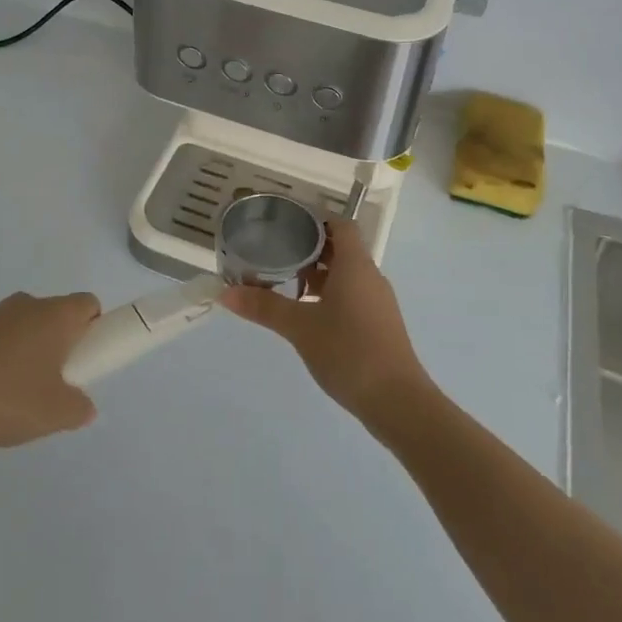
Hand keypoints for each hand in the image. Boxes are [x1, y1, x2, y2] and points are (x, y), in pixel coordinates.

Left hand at [0, 292, 100, 447]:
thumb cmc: (6, 398)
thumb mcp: (54, 415)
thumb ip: (79, 409)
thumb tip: (84, 406)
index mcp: (55, 316)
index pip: (88, 305)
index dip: (94, 328)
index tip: (84, 359)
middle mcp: (26, 304)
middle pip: (55, 316)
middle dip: (59, 345)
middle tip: (53, 383)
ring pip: (22, 328)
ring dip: (25, 352)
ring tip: (13, 395)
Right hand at [217, 219, 432, 426]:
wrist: (398, 402)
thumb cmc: (349, 351)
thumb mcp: (300, 328)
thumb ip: (264, 307)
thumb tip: (224, 293)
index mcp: (355, 265)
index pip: (340, 224)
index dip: (316, 219)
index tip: (287, 224)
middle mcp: (370, 276)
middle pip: (341, 248)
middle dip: (310, 248)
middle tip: (277, 252)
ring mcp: (377, 302)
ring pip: (346, 274)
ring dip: (319, 274)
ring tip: (286, 283)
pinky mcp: (379, 324)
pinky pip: (352, 295)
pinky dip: (330, 295)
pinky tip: (308, 315)